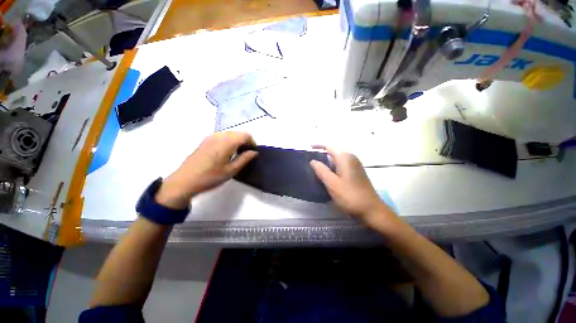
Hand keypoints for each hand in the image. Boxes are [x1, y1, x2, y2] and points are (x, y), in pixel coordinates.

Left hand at [155, 132, 257, 208]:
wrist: (184, 181)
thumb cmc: (210, 177)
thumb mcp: (231, 171)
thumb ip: (244, 159)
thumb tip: (254, 152)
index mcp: (226, 142)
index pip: (245, 135)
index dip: (252, 142)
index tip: (253, 152)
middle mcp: (219, 136)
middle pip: (238, 133)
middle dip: (245, 141)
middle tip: (246, 154)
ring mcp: (211, 137)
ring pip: (230, 134)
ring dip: (237, 141)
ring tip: (237, 154)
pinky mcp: (205, 140)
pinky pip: (222, 136)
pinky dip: (229, 141)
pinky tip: (226, 153)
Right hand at [309, 145, 400, 232]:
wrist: (371, 210)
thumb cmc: (350, 196)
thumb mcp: (332, 183)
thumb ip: (321, 170)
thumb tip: (313, 161)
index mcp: (345, 158)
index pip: (330, 147)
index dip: (319, 146)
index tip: (309, 148)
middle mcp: (351, 158)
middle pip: (334, 152)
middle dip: (322, 155)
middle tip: (310, 161)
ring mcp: (355, 166)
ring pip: (337, 160)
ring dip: (327, 162)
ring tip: (316, 169)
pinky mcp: (356, 173)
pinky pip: (342, 166)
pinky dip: (333, 168)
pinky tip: (327, 176)